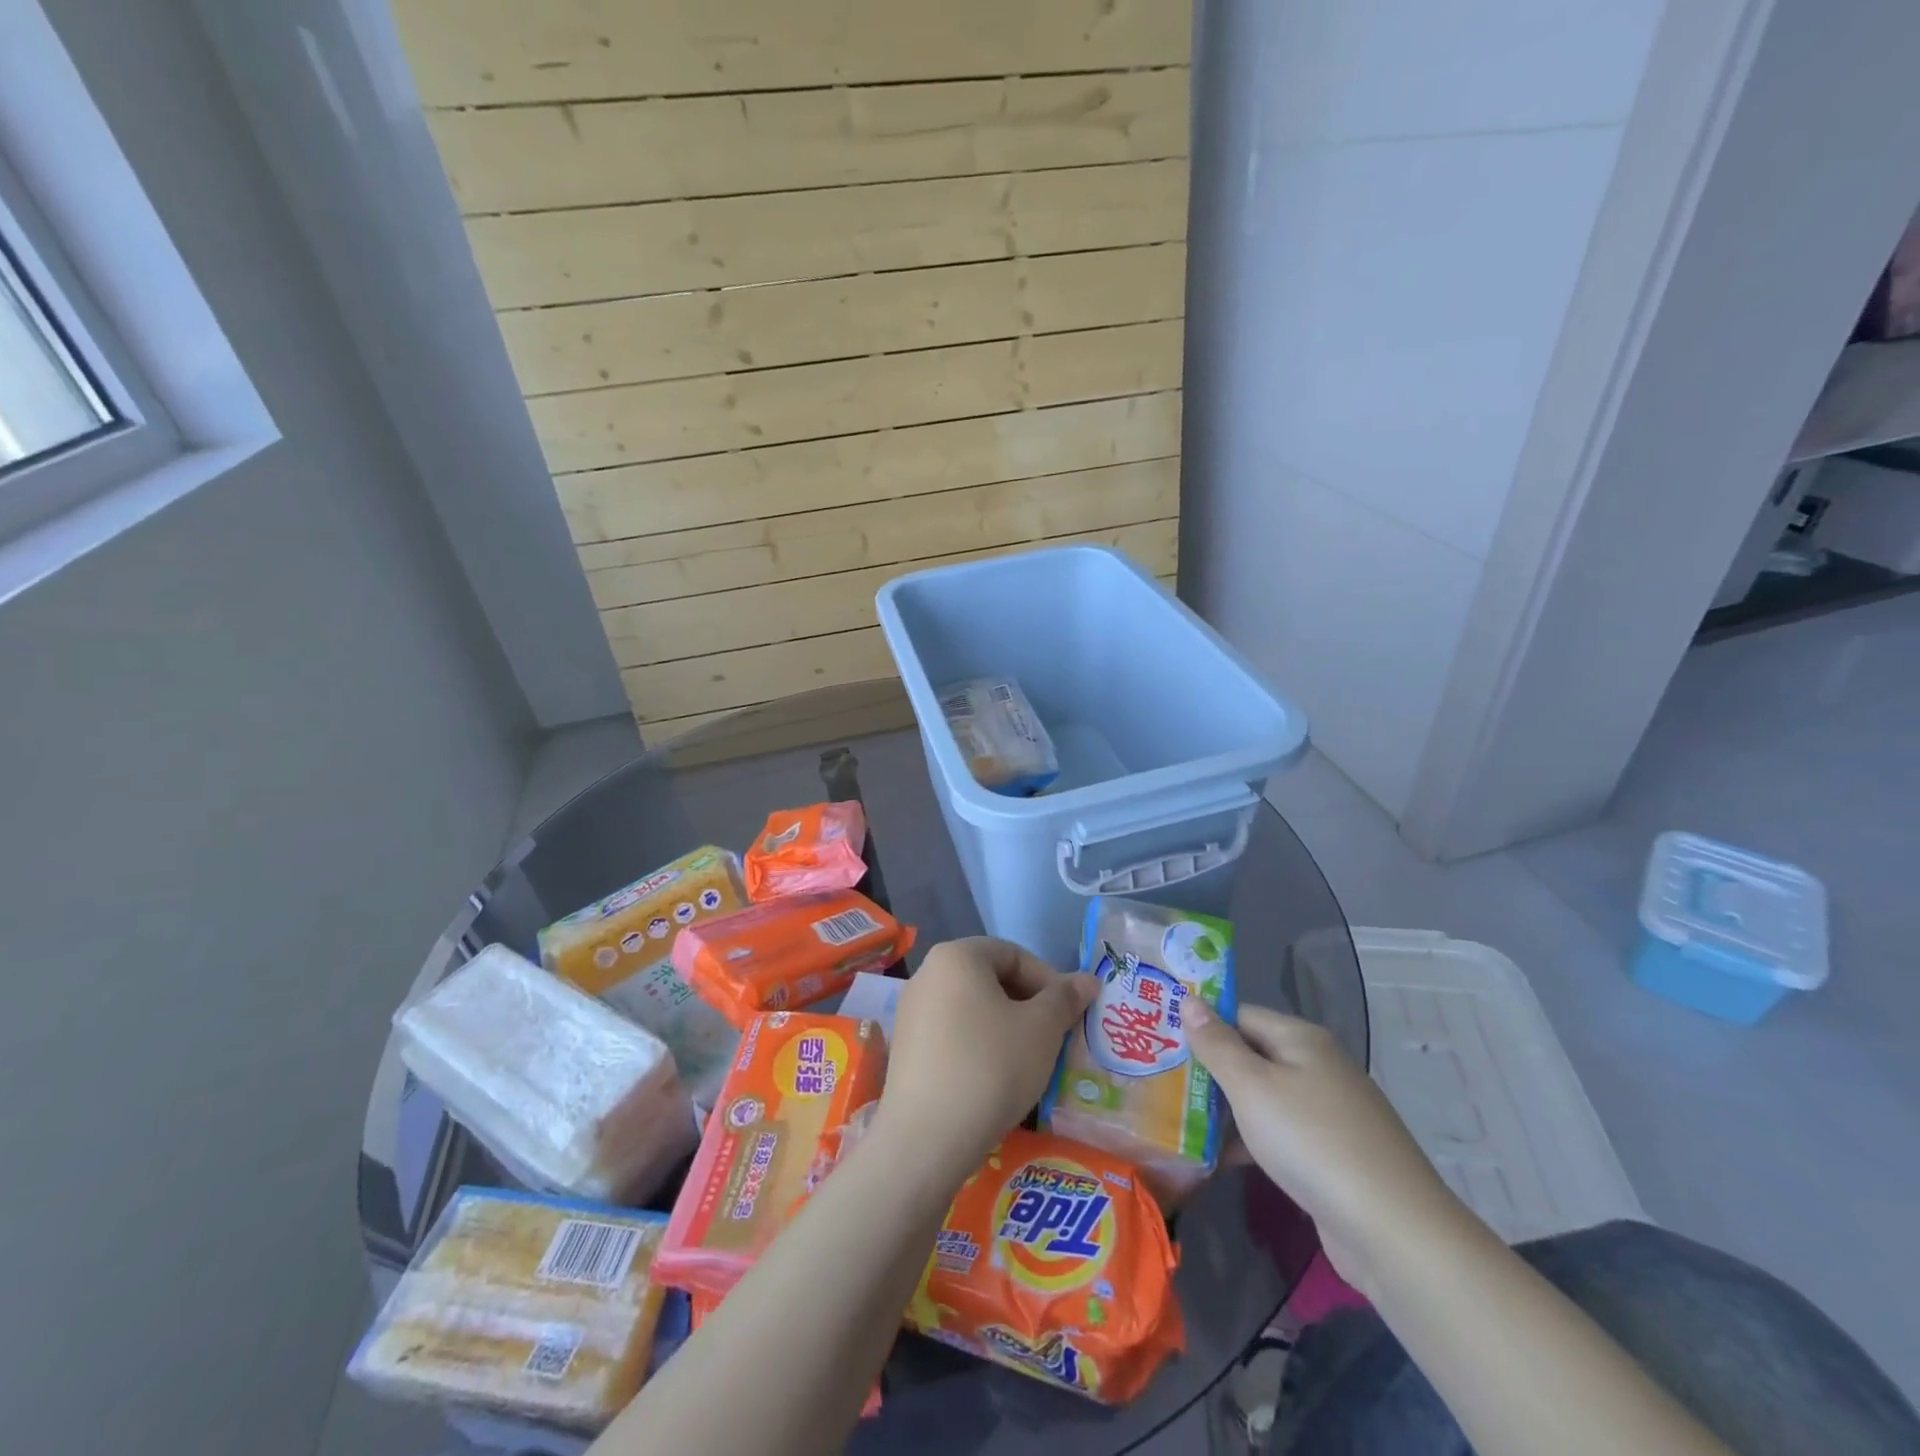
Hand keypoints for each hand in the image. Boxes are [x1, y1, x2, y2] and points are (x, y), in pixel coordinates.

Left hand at [877, 938, 1096, 1184]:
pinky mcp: (905, 1048)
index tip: (1069, 1015)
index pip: (1014, 954)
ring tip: (1029, 1061)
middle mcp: (928, 974)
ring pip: (972, 1008)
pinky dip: (979, 1046)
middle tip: (1054, 1038)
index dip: (1048, 980)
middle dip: (1028, 1004)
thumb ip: (1065, 999)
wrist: (926, 1138)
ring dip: (1006, 1027)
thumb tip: (1088, 980)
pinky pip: (952, 1033)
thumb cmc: (990, 1067)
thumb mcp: (1041, 1030)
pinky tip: (995, 1079)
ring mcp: (911, 1012)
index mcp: (957, 956)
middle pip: (990, 978)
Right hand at [1185, 1000, 1462, 1293]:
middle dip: (1209, 1070)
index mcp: (1301, 1039)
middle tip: (1160, 1081)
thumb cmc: (1312, 1141)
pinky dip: (1250, 1141)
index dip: (1201, 1025)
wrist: (1393, 1232)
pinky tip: (1217, 1159)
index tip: (1160, 1041)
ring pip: (1263, 1097)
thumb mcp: (1252, 1087)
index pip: (1239, 1014)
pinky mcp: (1332, 1154)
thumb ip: (1216, 1043)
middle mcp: (1317, 1066)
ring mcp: (1329, 1112)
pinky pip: (1279, 1133)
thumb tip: (1189, 998)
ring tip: (1176, 1119)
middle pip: (1251, 1055)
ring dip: (1225, 1109)